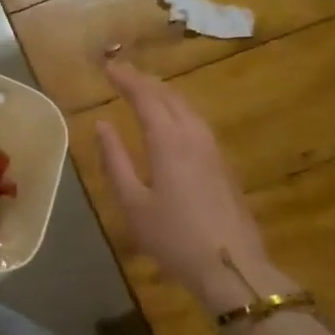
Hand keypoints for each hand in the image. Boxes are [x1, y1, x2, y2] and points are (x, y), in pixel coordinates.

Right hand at [94, 60, 295, 314]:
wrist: (232, 267)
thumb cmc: (174, 237)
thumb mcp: (133, 203)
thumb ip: (115, 160)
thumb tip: (102, 125)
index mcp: (167, 141)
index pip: (144, 97)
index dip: (125, 79)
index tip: (107, 67)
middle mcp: (193, 136)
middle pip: (169, 97)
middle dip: (144, 81)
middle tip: (122, 74)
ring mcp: (213, 150)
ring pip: (187, 108)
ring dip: (163, 94)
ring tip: (145, 92)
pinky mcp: (224, 165)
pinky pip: (197, 123)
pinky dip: (178, 111)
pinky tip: (173, 122)